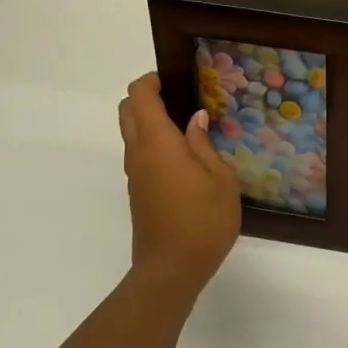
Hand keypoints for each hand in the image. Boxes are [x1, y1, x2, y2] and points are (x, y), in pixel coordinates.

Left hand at [118, 73, 240, 296]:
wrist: (172, 267)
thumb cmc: (204, 220)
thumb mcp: (220, 178)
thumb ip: (204, 144)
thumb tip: (195, 119)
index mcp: (157, 142)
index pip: (139, 96)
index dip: (152, 81)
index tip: (176, 80)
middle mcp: (138, 153)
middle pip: (128, 111)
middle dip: (147, 98)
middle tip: (182, 101)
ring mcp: (134, 174)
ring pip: (131, 133)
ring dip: (151, 122)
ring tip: (189, 129)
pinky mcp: (137, 191)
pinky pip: (140, 154)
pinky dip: (154, 143)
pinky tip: (184, 157)